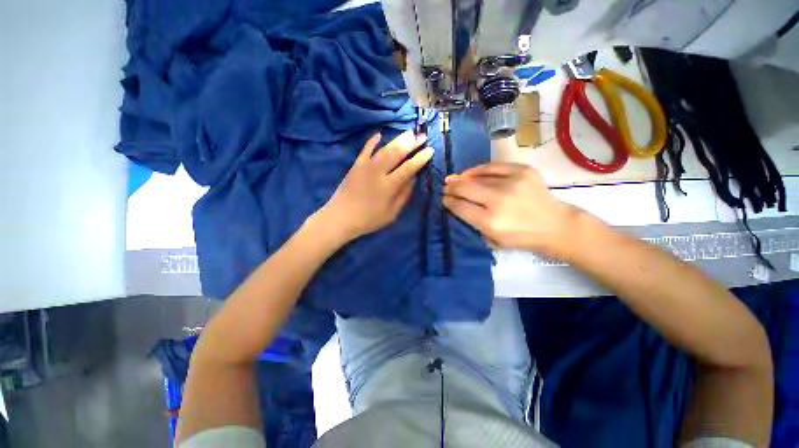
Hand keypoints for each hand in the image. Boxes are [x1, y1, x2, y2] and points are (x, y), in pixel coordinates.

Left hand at [319, 131, 432, 241]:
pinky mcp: (356, 165)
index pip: (409, 168)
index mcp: (389, 185)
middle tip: (422, 136)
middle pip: (397, 154)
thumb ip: (403, 195)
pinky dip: (372, 141)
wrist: (340, 217)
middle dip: (412, 144)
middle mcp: (378, 172)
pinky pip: (365, 150)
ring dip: (397, 140)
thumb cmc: (368, 219)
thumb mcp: (391, 213)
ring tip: (409, 133)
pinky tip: (379, 134)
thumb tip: (413, 178)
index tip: (430, 150)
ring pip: (384, 149)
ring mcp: (365, 166)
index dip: (420, 158)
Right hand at [443, 162, 580, 256]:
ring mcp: (512, 183)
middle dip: (451, 188)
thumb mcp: (493, 240)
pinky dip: (479, 170)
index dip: (448, 201)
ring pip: (477, 177)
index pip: (460, 207)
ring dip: (461, 178)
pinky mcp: (523, 171)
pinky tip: (470, 173)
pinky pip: (493, 166)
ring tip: (453, 179)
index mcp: (490, 222)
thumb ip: (473, 223)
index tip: (443, 198)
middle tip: (445, 187)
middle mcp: (499, 201)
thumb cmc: (521, 237)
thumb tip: (457, 205)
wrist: (555, 225)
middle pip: (465, 189)